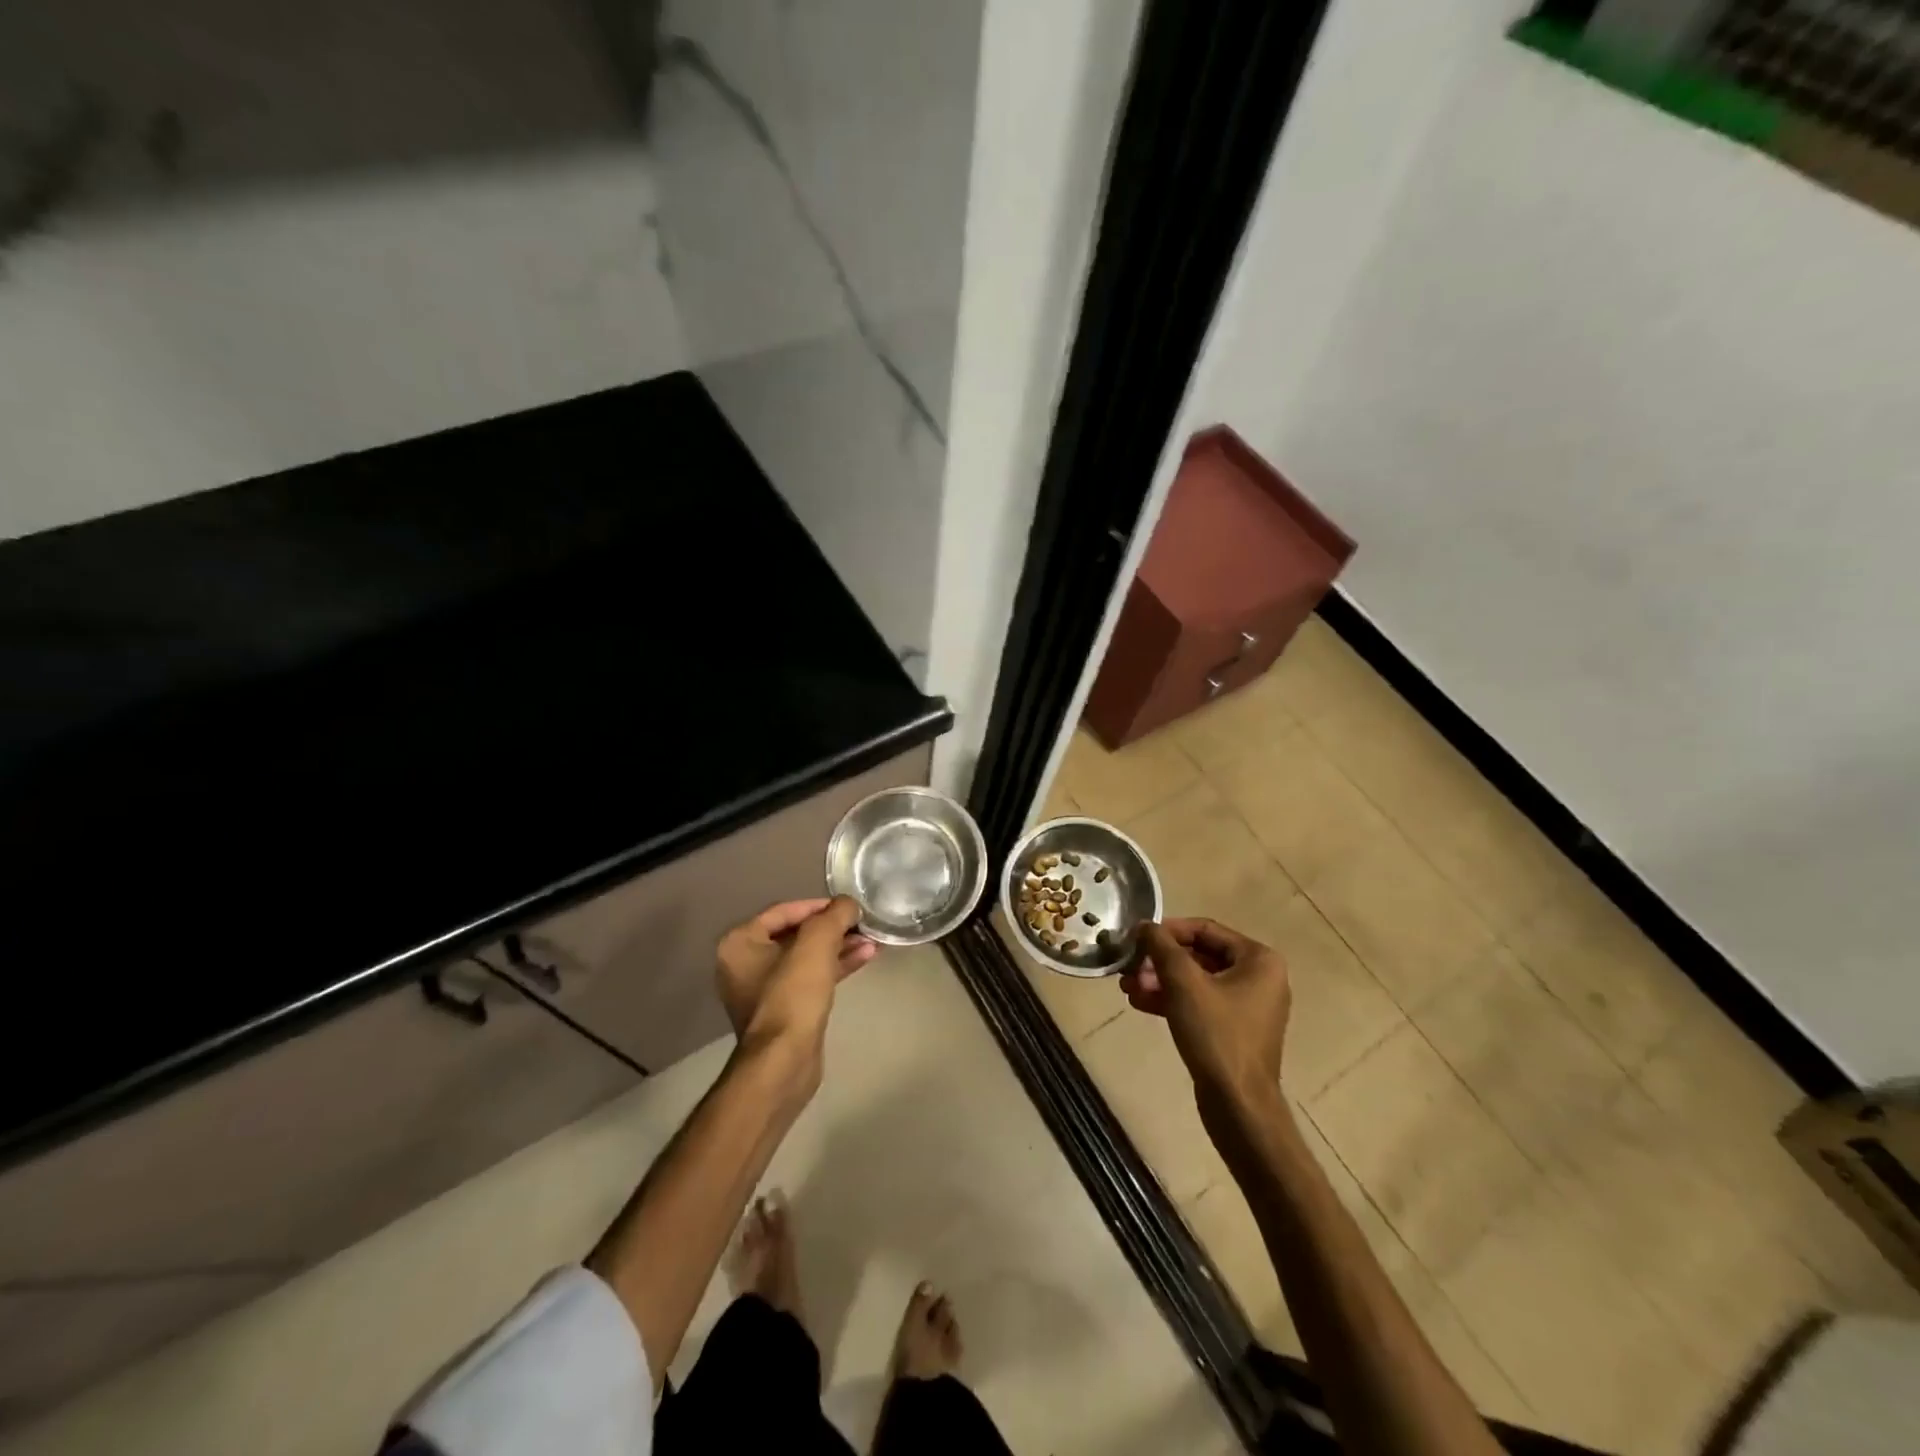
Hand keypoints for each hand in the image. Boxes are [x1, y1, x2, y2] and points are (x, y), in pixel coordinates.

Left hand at [715, 897, 875, 1075]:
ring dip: (839, 947)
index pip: (784, 910)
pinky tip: (864, 958)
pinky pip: (811, 978)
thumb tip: (848, 904)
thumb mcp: (817, 944)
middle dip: (833, 928)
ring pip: (807, 957)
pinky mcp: (784, 1010)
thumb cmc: (793, 995)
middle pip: (796, 934)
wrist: (784, 1062)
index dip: (819, 905)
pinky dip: (835, 967)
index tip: (849, 907)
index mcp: (741, 943)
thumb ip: (834, 915)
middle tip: (863, 923)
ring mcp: (764, 990)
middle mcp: (745, 963)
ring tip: (872, 940)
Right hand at [1124, 918, 1290, 1109]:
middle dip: (1160, 961)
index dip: (1168, 930)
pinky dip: (1171, 1000)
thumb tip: (1144, 925)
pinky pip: (1199, 1003)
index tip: (1137, 937)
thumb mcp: (1183, 983)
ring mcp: (1247, 1006)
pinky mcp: (1233, 1030)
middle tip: (1129, 966)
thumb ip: (1161, 946)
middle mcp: (1259, 978)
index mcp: (1259, 959)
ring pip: (1195, 981)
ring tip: (1127, 986)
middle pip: (1199, 955)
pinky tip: (1139, 1002)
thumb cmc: (1216, 1034)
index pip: (1205, 929)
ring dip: (1160, 980)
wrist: (1238, 1105)